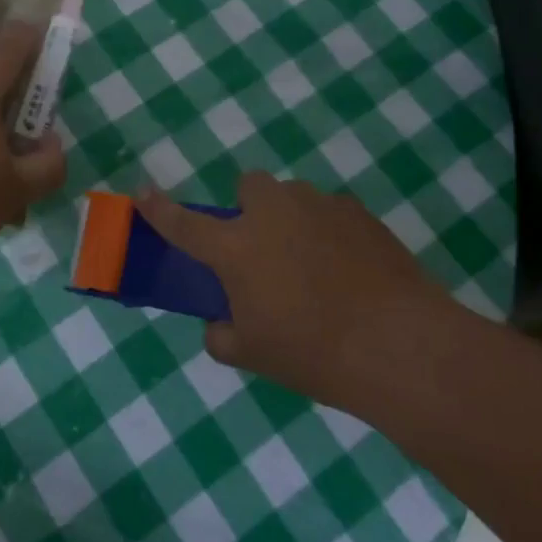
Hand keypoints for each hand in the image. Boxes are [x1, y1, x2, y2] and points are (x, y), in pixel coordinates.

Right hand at [138, 173, 444, 403]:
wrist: (399, 344)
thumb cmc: (313, 352)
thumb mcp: (254, 356)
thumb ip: (223, 336)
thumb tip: (219, 325)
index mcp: (236, 247)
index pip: (183, 224)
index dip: (159, 208)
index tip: (142, 191)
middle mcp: (273, 214)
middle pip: (249, 185)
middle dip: (250, 207)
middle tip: (264, 248)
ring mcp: (319, 207)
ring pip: (294, 198)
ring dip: (292, 220)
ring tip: (316, 265)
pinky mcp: (359, 213)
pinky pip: (332, 213)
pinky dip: (330, 233)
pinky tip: (351, 271)